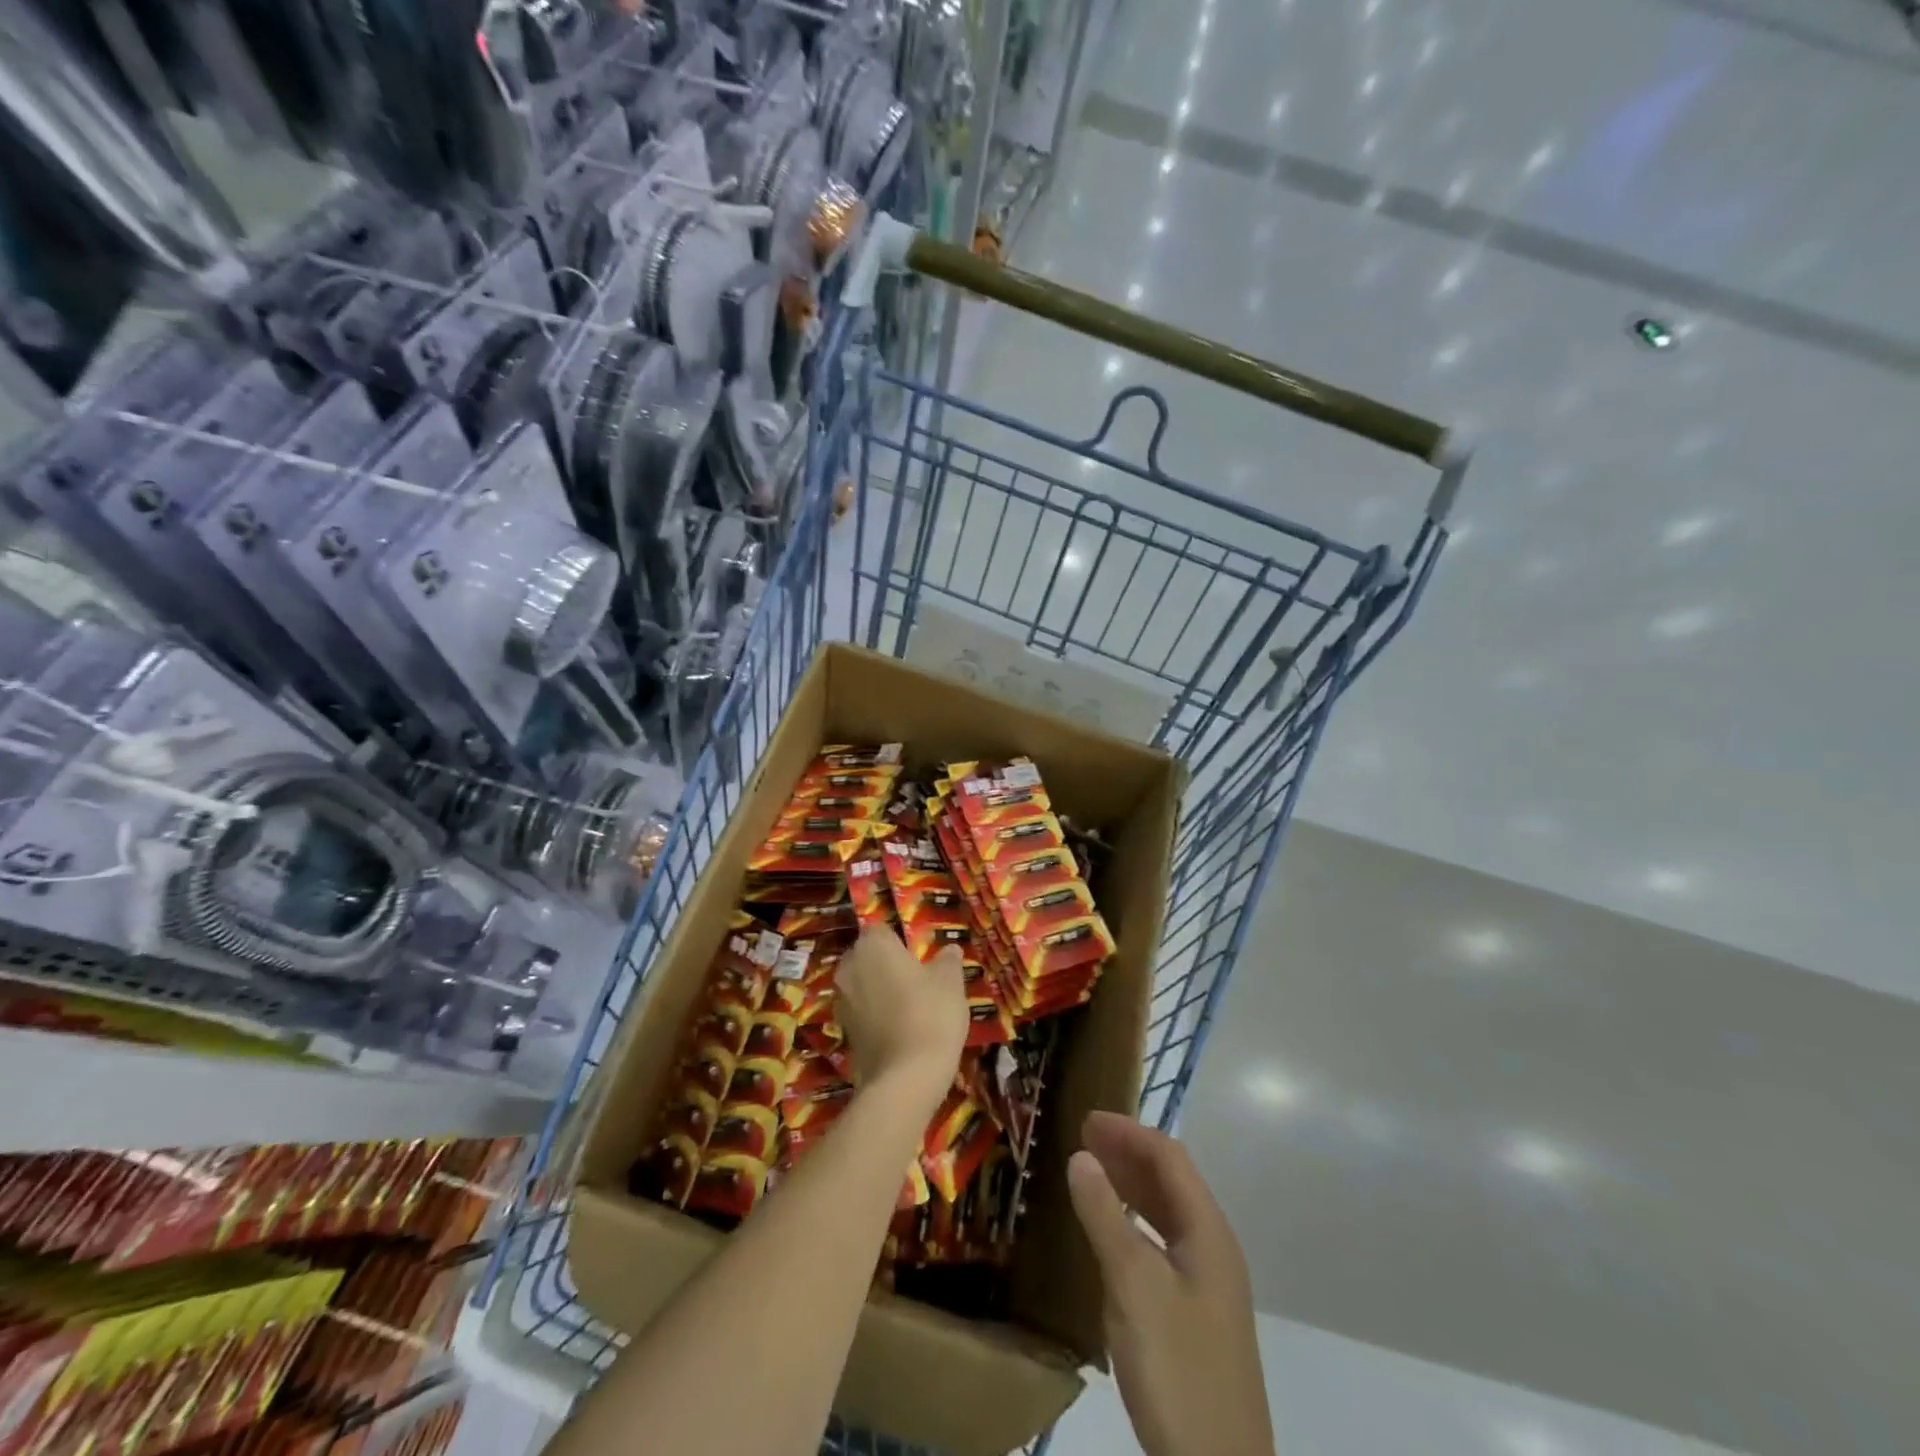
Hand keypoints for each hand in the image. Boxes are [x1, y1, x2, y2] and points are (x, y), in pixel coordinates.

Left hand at [834, 926, 966, 1107]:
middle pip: (867, 956)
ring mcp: (841, 1000)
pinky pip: (861, 1011)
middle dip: (886, 963)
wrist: (905, 1078)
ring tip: (909, 1005)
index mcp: (873, 945)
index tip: (919, 956)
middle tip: (916, 978)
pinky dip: (875, 1014)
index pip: (881, 930)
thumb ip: (948, 961)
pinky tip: (899, 1028)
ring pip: (862, 984)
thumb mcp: (950, 982)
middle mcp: (849, 967)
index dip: (900, 941)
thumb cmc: (930, 1014)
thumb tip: (950, 949)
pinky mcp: (842, 1030)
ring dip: (879, 989)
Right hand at [1068, 1112, 1272, 1455]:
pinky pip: (1163, 1246)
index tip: (1086, 1119)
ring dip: (1131, 1186)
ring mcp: (1208, 1286)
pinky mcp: (1197, 1316)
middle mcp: (1214, 1249)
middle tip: (1082, 1139)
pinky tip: (1110, 1236)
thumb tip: (1080, 1155)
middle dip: (1128, 1153)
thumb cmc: (1178, 1369)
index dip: (1128, 1131)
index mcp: (1208, 1232)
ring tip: (1091, 1174)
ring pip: (1167, 1214)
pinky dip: (1135, 1224)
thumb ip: (1105, 1216)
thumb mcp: (1133, 1286)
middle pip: (1171, 1181)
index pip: (1169, 1157)